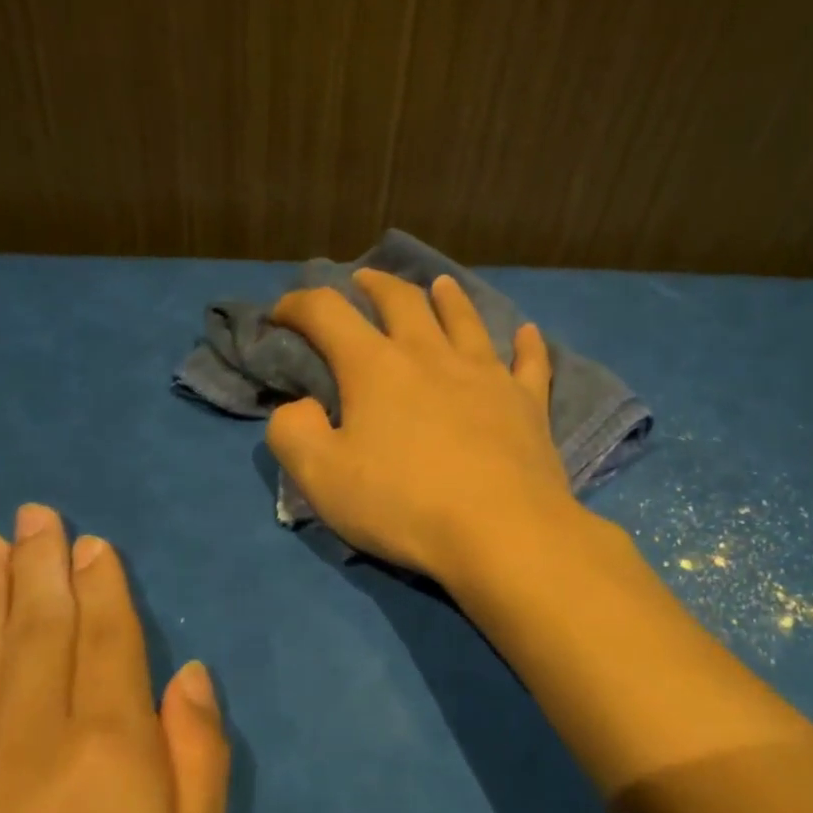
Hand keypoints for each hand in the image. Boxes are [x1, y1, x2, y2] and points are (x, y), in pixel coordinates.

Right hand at [267, 269, 579, 583]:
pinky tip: (529, 333)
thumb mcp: (321, 478)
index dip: (299, 305)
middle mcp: (432, 356)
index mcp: (376, 368)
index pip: (327, 314)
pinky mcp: (527, 403)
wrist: (501, 531)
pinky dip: (527, 344)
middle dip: (376, 285)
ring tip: (440, 284)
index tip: (282, 312)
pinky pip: (530, 362)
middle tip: (363, 280)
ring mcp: (486, 375)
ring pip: (465, 320)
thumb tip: (297, 405)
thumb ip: (292, 432)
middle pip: (402, 301)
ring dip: (449, 298)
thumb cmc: (404, 505)